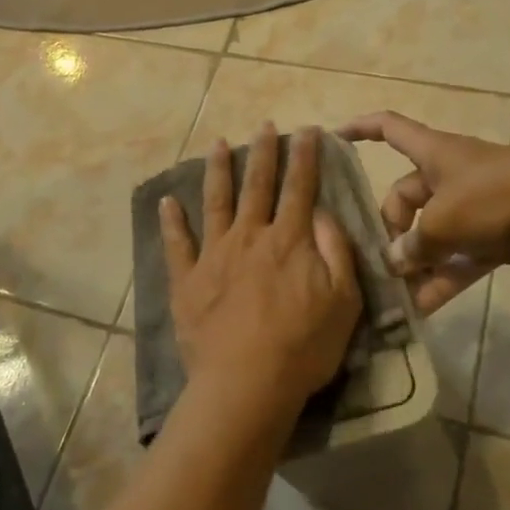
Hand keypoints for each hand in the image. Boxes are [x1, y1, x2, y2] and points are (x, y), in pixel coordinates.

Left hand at [160, 125, 362, 421]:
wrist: (246, 383)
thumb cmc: (303, 346)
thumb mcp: (344, 301)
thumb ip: (336, 251)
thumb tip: (323, 213)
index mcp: (288, 240)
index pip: (299, 188)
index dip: (304, 157)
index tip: (306, 131)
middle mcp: (250, 236)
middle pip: (257, 185)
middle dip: (263, 152)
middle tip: (264, 126)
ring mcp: (214, 255)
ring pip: (216, 202)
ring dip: (218, 171)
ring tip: (218, 144)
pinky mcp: (187, 279)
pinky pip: (177, 244)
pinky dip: (171, 221)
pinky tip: (166, 201)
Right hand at [337, 111, 509, 313]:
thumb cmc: (496, 197)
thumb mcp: (444, 220)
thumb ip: (414, 243)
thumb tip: (395, 261)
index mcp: (433, 153)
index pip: (389, 128)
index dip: (360, 128)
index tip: (334, 137)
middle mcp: (448, 177)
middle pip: (404, 197)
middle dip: (391, 230)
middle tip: (382, 264)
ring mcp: (471, 208)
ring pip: (430, 235)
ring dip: (414, 263)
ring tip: (393, 295)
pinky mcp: (491, 238)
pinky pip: (456, 259)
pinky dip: (440, 280)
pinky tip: (421, 310)